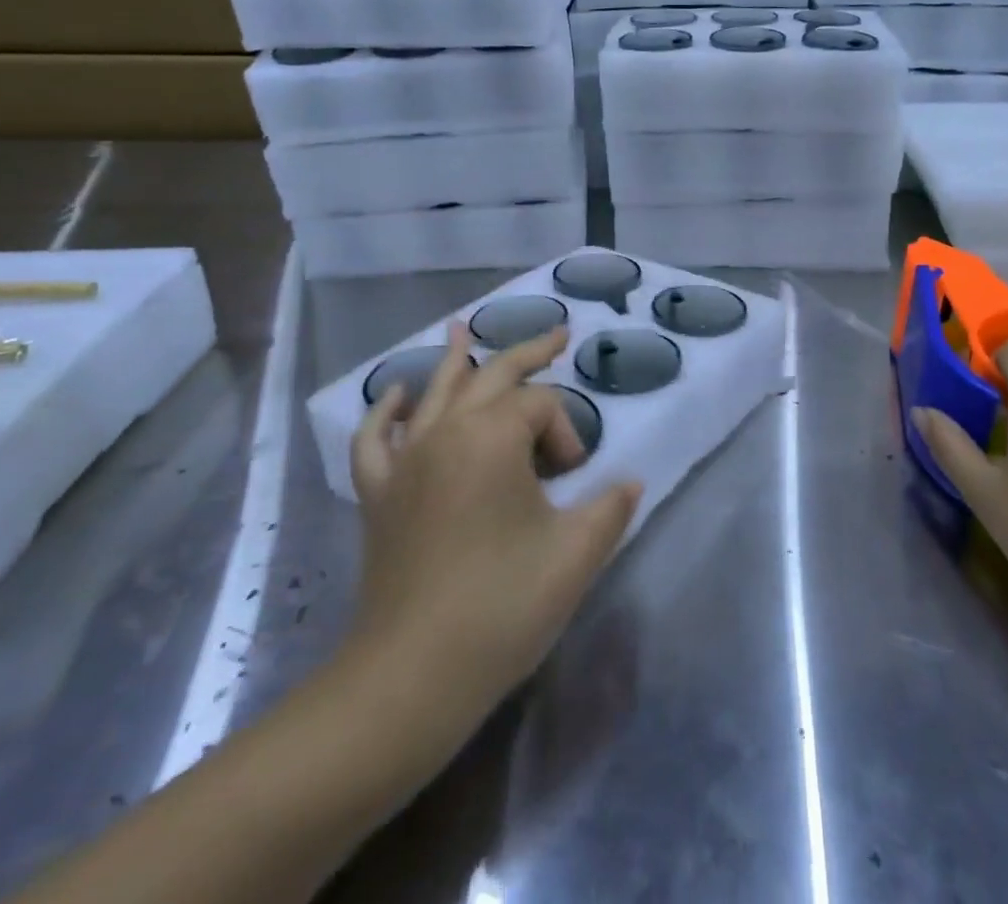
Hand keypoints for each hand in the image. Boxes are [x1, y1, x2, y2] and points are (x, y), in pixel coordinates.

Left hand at [346, 323, 641, 721]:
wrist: (410, 678)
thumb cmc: (501, 607)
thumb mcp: (575, 555)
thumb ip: (611, 507)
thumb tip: (630, 483)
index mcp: (492, 436)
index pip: (542, 406)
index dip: (567, 434)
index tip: (575, 481)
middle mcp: (445, 432)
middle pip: (492, 376)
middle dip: (530, 353)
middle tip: (558, 334)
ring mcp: (406, 461)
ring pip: (435, 394)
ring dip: (456, 360)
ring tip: (463, 329)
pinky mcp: (379, 495)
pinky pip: (377, 439)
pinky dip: (387, 412)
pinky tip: (396, 396)